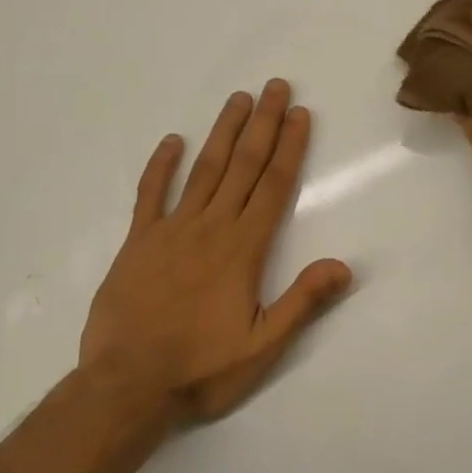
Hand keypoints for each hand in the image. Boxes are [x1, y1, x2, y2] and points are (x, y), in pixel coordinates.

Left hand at [81, 80, 352, 421]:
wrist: (126, 386)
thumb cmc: (201, 368)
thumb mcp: (262, 346)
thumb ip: (302, 301)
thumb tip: (345, 266)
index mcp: (243, 249)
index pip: (274, 186)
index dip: (289, 147)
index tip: (299, 113)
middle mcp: (211, 228)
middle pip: (243, 166)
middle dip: (262, 124)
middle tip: (275, 86)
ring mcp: (171, 230)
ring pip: (204, 170)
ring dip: (223, 132)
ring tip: (238, 99)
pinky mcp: (138, 242)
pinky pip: (150, 195)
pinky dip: (161, 166)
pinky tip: (172, 141)